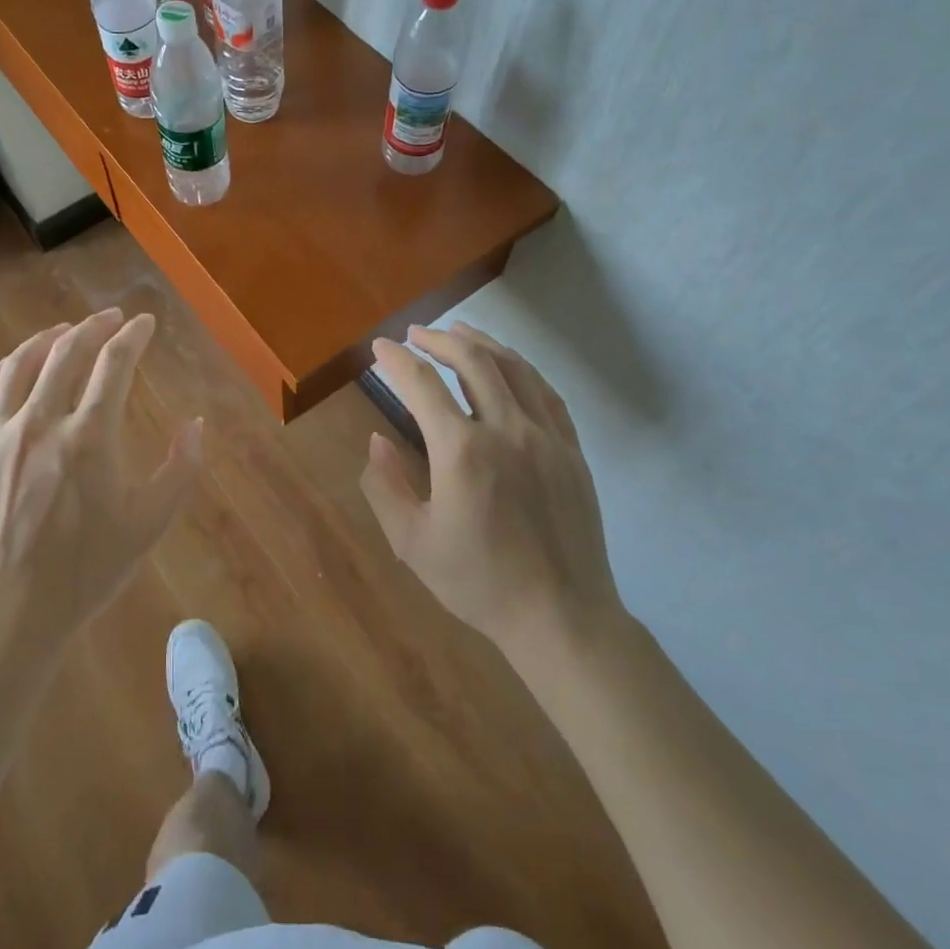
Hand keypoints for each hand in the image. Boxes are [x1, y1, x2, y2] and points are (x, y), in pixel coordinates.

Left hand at [0, 309, 201, 658]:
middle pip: (65, 354)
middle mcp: (40, 424)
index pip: (114, 364)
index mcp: (89, 437)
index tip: (145, 323)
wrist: (8, 616)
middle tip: (110, 318)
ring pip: (18, 368)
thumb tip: (195, 423)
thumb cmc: (85, 572)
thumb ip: (180, 468)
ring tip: (62, 330)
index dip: (133, 337)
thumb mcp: (149, 524)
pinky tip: (8, 371)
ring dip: (44, 341)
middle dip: (93, 327)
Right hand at [360, 322, 623, 661]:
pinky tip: (509, 366)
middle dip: (439, 340)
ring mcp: (546, 437)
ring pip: (514, 369)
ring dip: (482, 343)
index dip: (397, 360)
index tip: (380, 347)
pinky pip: (546, 393)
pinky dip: (521, 369)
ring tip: (459, 331)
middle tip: (416, 334)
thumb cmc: (479, 583)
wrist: (561, 616)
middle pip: (473, 361)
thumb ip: (385, 486)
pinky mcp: (572, 450)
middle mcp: (507, 430)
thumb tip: (376, 441)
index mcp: (463, 452)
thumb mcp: (412, 543)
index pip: (423, 385)